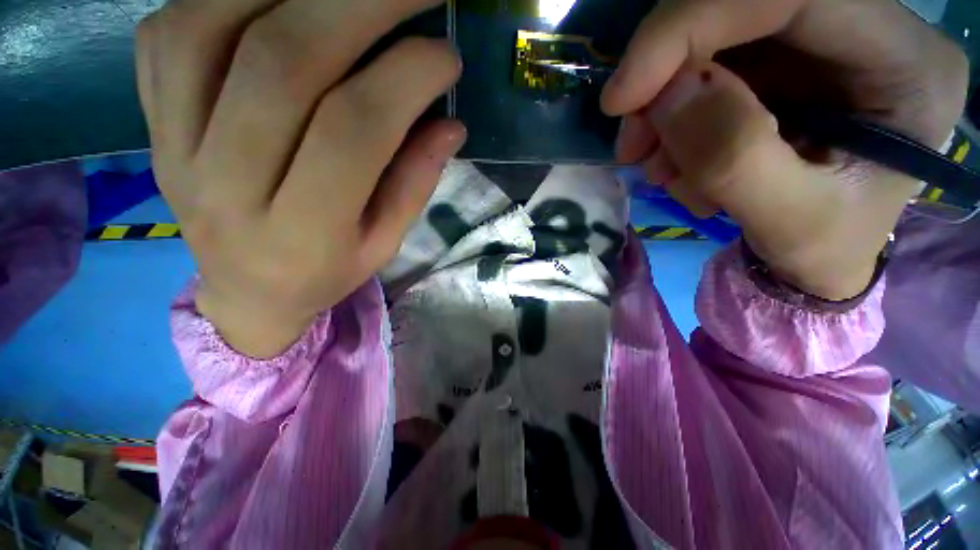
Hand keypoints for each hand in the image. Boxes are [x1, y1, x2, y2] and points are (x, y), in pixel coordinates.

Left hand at [136, 0, 464, 356]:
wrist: (247, 291)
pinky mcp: (151, 124)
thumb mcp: (384, 244)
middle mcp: (226, 187)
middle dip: (358, 5)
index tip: (446, 57)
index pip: (353, 133)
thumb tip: (450, 124)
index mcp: (301, 234)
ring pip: (213, 28)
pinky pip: (170, 33)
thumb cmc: (325, 273)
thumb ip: (414, 185)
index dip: (405, 81)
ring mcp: (173, 149)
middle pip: (283, 65)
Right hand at [603, 0, 967, 299]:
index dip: (691, 26)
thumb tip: (666, 99)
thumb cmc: (822, 251)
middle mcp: (867, 32)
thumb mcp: (789, 224)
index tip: (622, 96)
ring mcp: (816, 45)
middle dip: (666, 77)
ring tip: (662, 170)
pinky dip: (672, 122)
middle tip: (634, 145)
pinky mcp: (777, 66)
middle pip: (741, 11)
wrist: (817, 257)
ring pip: (711, 44)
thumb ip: (734, 161)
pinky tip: (679, 166)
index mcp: (905, 64)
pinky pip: (702, 74)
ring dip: (664, 110)